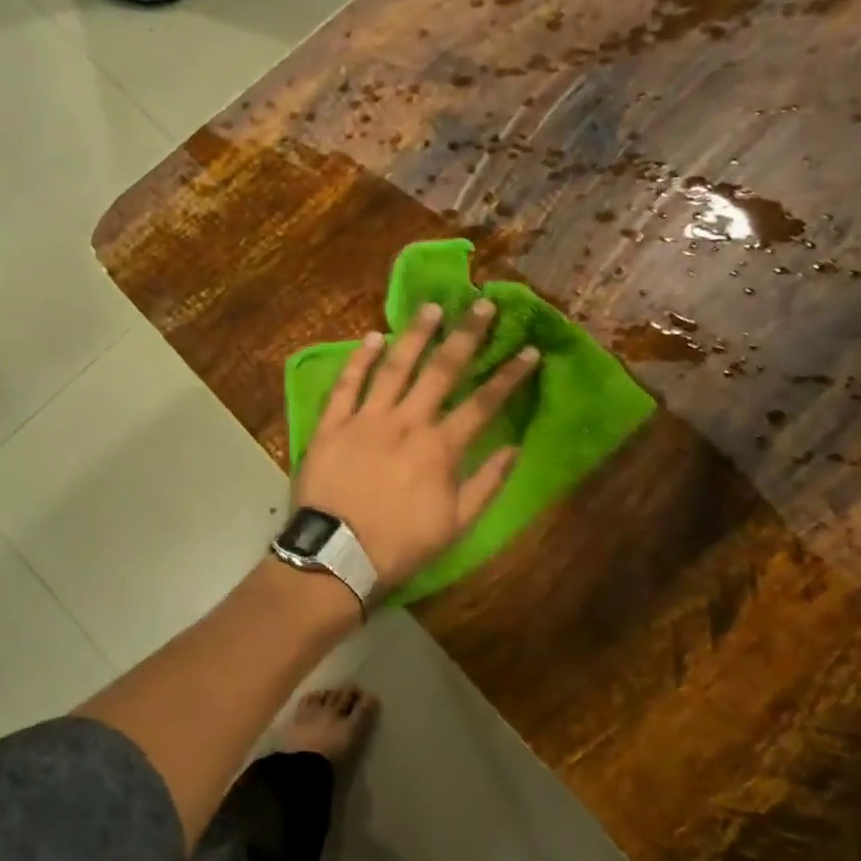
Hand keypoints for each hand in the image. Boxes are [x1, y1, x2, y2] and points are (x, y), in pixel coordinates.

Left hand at [293, 299, 538, 587]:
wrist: (337, 555)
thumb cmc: (400, 545)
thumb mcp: (456, 525)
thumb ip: (486, 484)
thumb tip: (515, 448)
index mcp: (440, 448)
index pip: (483, 403)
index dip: (509, 376)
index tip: (529, 349)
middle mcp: (406, 423)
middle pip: (442, 371)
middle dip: (466, 336)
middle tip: (483, 305)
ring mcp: (366, 419)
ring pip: (395, 368)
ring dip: (415, 335)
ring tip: (432, 308)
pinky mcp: (332, 424)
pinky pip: (346, 385)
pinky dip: (358, 360)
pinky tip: (372, 337)